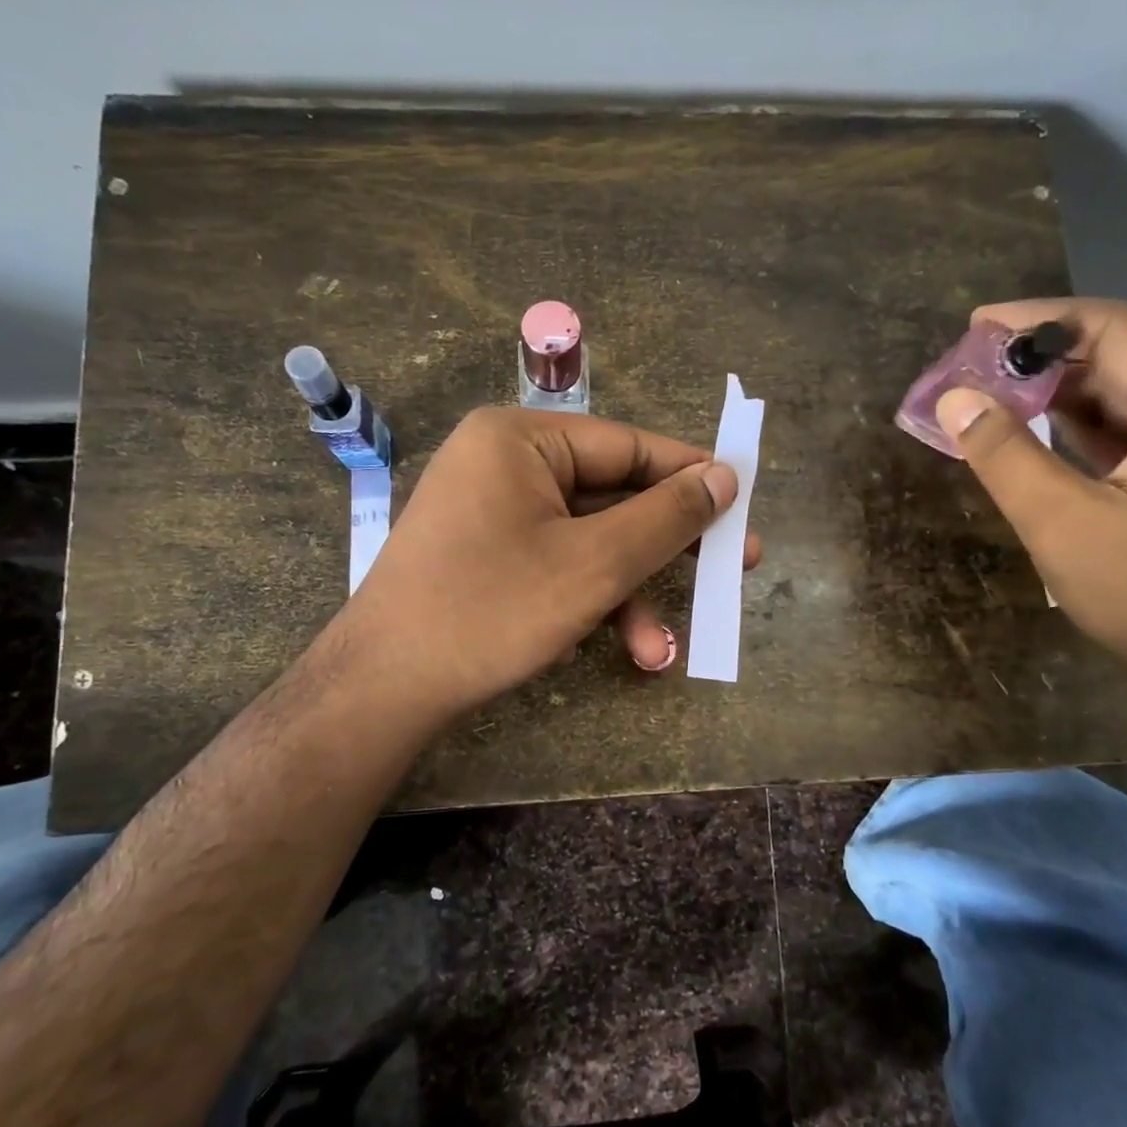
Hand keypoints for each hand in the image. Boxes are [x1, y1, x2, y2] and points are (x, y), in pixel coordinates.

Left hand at [331, 407, 759, 721]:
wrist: (384, 688)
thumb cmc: (492, 610)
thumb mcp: (595, 564)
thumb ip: (666, 517)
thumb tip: (724, 476)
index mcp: (521, 438)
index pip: (629, 446)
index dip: (691, 478)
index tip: (742, 506)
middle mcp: (503, 462)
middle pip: (611, 497)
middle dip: (664, 550)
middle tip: (727, 571)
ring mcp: (491, 511)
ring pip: (586, 541)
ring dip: (627, 594)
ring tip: (659, 651)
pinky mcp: (485, 555)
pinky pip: (555, 562)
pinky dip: (587, 601)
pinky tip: (609, 646)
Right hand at [933, 298, 1126, 720]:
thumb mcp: (1062, 525)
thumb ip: (1004, 455)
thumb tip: (954, 399)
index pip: (1118, 328)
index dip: (1041, 319)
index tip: (975, 326)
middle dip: (1048, 356)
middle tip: (975, 367)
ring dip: (1066, 390)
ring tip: (997, 396)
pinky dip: (1091, 423)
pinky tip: (1043, 432)